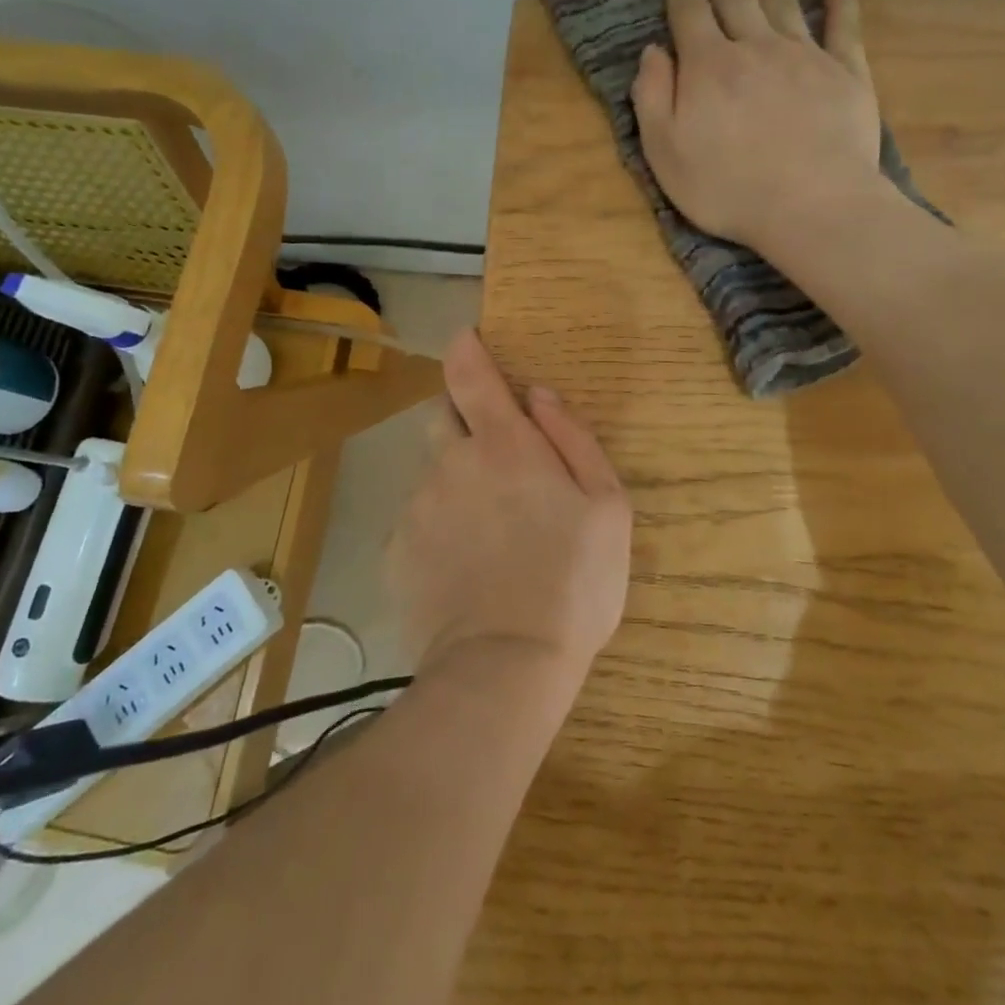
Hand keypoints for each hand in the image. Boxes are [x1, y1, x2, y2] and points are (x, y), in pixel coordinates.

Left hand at [390, 329, 630, 687]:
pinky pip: (417, 518)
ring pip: (431, 470)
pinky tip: (464, 564)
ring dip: (455, 478)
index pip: (470, 372)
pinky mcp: (397, 549)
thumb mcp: (607, 505)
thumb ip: (573, 438)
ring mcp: (417, 506)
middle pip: (441, 414)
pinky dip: (438, 524)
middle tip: (499, 458)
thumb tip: (540, 396)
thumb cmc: (574, 581)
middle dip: (464, 418)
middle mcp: (450, 462)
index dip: (466, 348)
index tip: (467, 339)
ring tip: (488, 528)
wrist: (505, 666)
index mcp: (503, 444)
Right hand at [632, 0, 884, 257]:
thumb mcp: (665, 152)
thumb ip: (653, 98)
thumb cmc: (728, 187)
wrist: (811, 206)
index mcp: (708, 67)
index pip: (690, 12)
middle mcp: (755, 48)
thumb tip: (654, 51)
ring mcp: (805, 57)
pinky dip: (839, 3)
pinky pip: (843, 28)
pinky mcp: (846, 74)